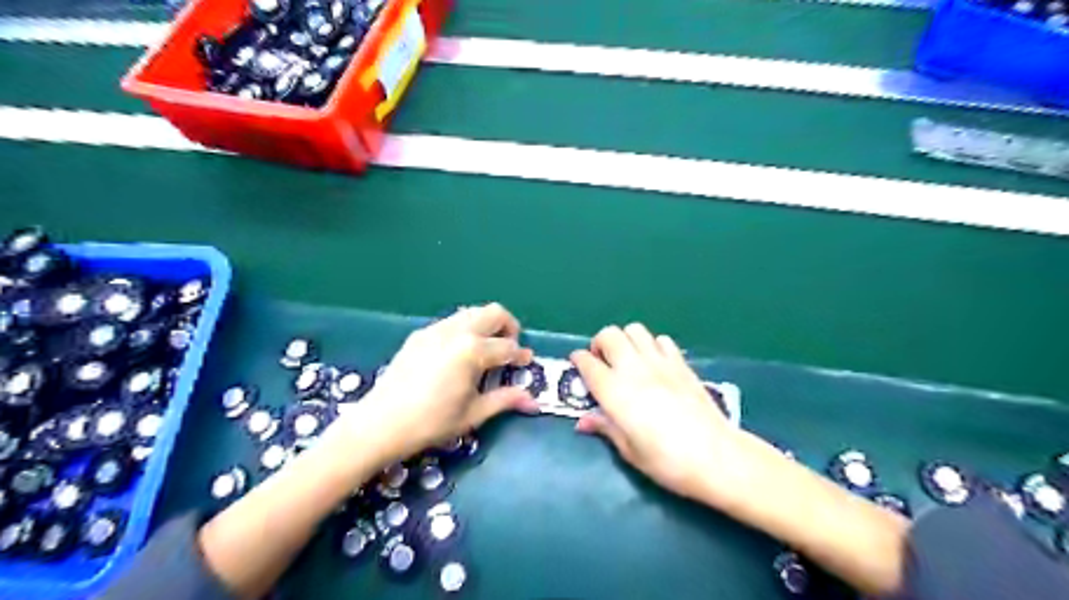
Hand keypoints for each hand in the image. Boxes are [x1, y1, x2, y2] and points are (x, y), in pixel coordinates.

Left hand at [344, 305, 542, 462]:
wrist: (380, 424)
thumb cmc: (431, 422)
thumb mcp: (473, 414)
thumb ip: (505, 400)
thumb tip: (533, 400)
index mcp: (472, 350)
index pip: (508, 347)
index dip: (521, 356)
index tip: (526, 363)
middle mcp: (456, 331)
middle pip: (494, 313)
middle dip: (509, 327)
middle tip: (509, 349)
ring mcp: (435, 329)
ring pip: (471, 312)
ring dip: (486, 325)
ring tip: (486, 350)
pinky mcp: (420, 334)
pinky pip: (451, 321)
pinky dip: (465, 329)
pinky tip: (459, 354)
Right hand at [568, 324, 745, 501]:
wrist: (716, 456)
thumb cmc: (666, 460)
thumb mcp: (629, 450)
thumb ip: (605, 428)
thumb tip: (583, 421)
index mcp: (614, 391)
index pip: (587, 362)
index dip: (578, 360)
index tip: (576, 366)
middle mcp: (633, 368)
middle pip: (609, 335)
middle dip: (599, 343)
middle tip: (601, 362)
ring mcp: (659, 362)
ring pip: (634, 330)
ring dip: (625, 340)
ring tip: (627, 359)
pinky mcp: (681, 363)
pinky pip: (661, 340)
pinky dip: (652, 345)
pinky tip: (655, 364)